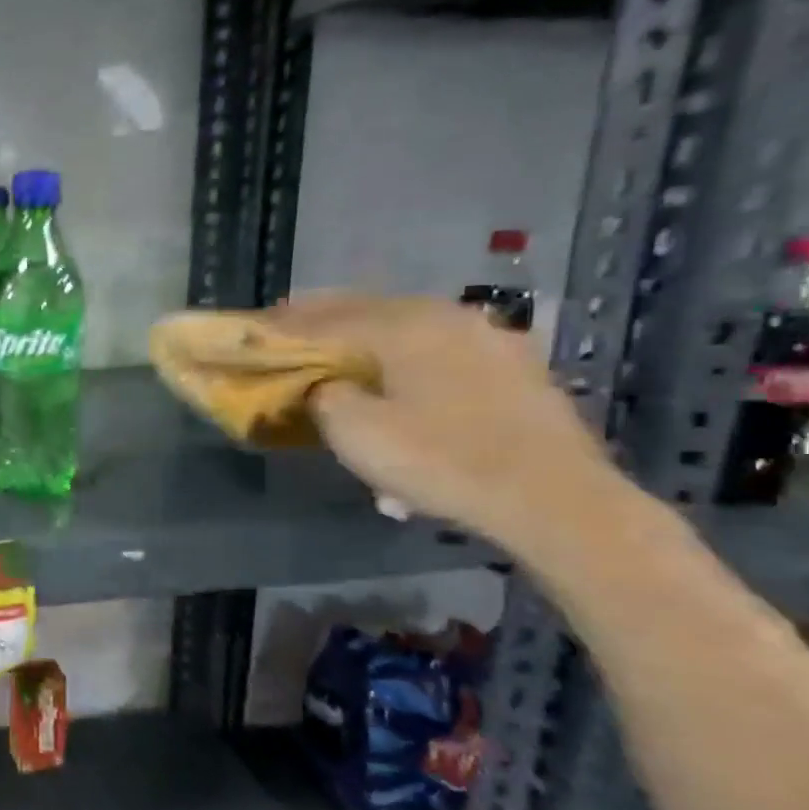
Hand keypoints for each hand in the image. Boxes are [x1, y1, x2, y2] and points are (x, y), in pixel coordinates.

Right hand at [258, 293, 621, 548]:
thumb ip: (324, 396)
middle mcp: (447, 317)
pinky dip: (410, 359)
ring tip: (344, 353)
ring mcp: (489, 339)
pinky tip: (403, 382)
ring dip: (370, 339)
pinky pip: (442, 353)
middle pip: (370, 311)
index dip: (286, 324)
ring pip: (410, 330)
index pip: (327, 316)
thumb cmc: (440, 460)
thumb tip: (325, 385)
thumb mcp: (356, 432)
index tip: (256, 327)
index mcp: (403, 325)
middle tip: (290, 329)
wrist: (552, 498)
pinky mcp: (515, 369)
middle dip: (326, 321)